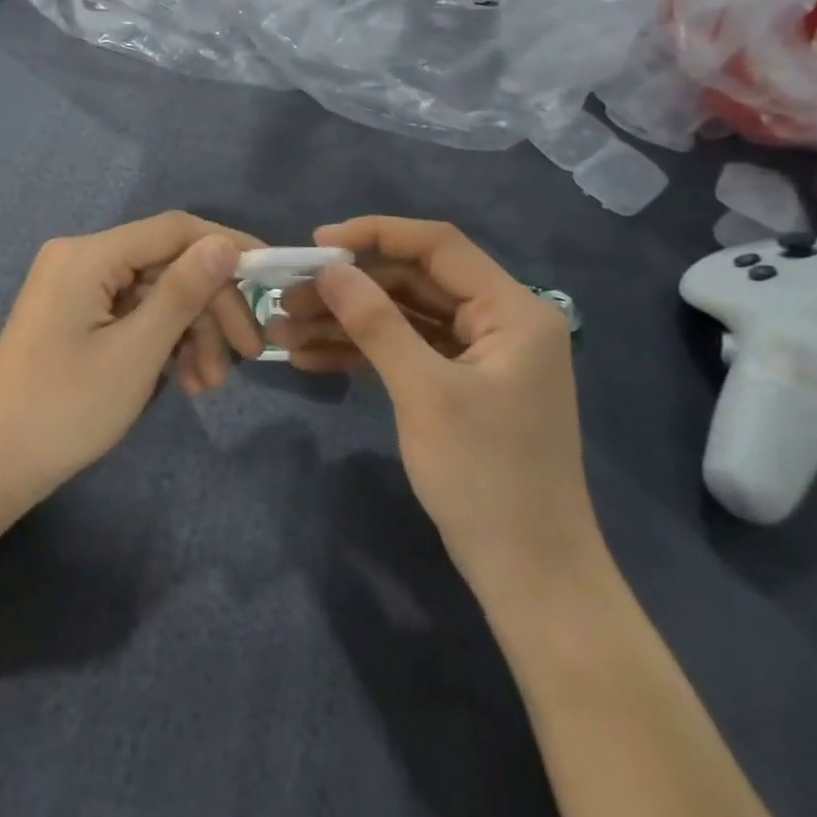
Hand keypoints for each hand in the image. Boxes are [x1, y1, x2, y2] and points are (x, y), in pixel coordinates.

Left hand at [0, 212, 261, 498]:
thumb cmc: (64, 409)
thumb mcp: (136, 352)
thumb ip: (183, 292)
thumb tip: (224, 243)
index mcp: (89, 255)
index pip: (174, 230)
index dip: (226, 247)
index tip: (272, 275)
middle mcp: (81, 258)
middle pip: (167, 265)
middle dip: (210, 308)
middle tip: (248, 354)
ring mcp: (76, 288)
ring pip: (154, 294)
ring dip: (189, 333)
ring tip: (208, 385)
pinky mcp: (76, 316)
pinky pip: (132, 315)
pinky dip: (161, 343)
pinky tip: (182, 381)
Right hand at [269, 217, 602, 604]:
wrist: (532, 581)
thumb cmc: (487, 479)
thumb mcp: (424, 392)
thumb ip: (375, 322)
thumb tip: (329, 268)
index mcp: (512, 310)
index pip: (438, 246)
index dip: (375, 235)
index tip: (317, 243)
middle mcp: (499, 322)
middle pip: (413, 282)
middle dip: (349, 289)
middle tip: (289, 297)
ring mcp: (478, 356)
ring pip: (402, 318)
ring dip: (345, 322)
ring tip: (284, 330)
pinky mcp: (459, 386)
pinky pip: (404, 353)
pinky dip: (361, 354)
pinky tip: (310, 359)